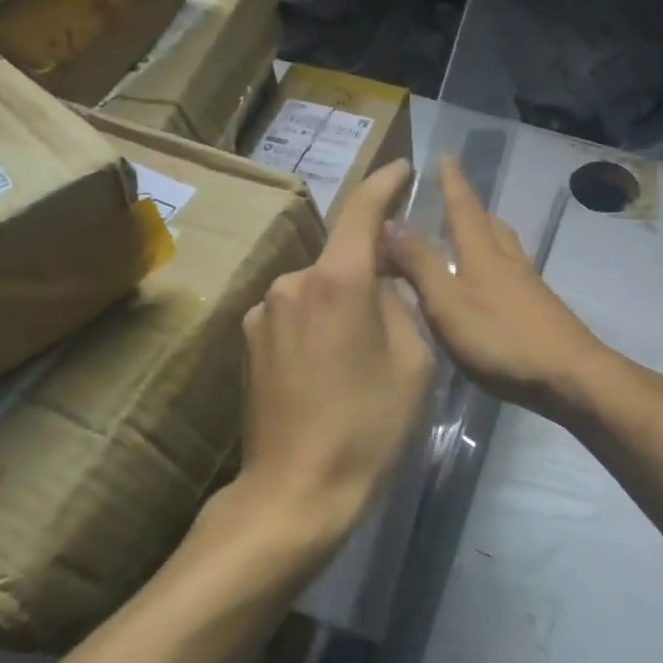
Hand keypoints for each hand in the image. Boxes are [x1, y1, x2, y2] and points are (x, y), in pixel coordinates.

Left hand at [229, 160, 437, 562]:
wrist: (296, 493)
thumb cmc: (368, 428)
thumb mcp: (413, 364)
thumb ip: (400, 307)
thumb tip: (380, 288)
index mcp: (338, 282)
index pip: (363, 212)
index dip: (385, 184)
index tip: (402, 170)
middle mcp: (292, 284)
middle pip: (341, 257)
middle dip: (372, 268)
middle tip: (401, 305)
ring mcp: (263, 314)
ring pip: (318, 289)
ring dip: (345, 302)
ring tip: (366, 352)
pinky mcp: (249, 344)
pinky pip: (297, 315)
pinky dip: (321, 325)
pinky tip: (334, 369)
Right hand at [384, 157, 614, 423]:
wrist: (569, 376)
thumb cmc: (502, 340)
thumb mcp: (448, 304)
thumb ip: (420, 265)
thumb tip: (389, 221)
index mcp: (483, 255)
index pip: (464, 208)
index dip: (452, 182)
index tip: (445, 156)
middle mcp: (510, 262)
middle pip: (491, 226)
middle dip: (470, 211)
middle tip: (451, 205)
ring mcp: (530, 287)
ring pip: (506, 250)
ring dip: (486, 239)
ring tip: (467, 245)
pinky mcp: (541, 311)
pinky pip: (513, 276)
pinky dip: (496, 270)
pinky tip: (489, 292)